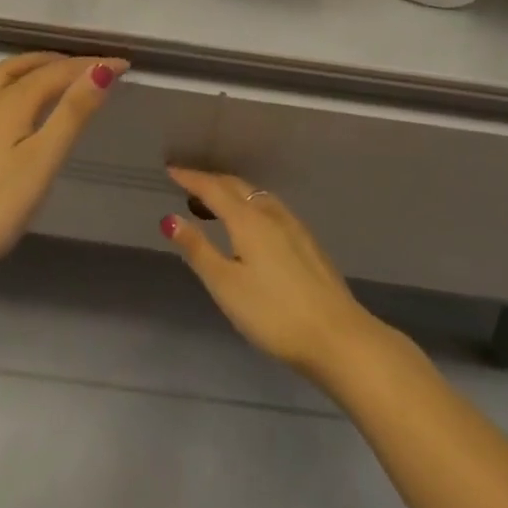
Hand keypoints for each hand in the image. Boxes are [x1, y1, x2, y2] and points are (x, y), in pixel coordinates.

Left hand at [0, 52, 127, 293]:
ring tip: (54, 79)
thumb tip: (101, 69)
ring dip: (32, 70)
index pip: (57, 72)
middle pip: (24, 67)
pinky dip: (12, 90)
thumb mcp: (42, 160)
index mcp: (10, 102)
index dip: (91, 65)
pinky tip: (13, 115)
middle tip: (88, 66)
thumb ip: (72, 114)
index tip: (124, 64)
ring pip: (2, 80)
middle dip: (58, 61)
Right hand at [162, 167, 387, 386]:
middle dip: (210, 182)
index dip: (190, 178)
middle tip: (188, 186)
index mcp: (247, 219)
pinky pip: (269, 208)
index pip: (212, 188)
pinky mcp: (306, 242)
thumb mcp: (226, 285)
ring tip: (214, 206)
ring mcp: (292, 226)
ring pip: (255, 196)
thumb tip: (170, 218)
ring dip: (232, 193)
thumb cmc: (273, 313)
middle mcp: (270, 213)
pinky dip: (250, 205)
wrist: (337, 336)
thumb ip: (198, 249)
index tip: (170, 170)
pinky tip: (251, 226)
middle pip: (236, 186)